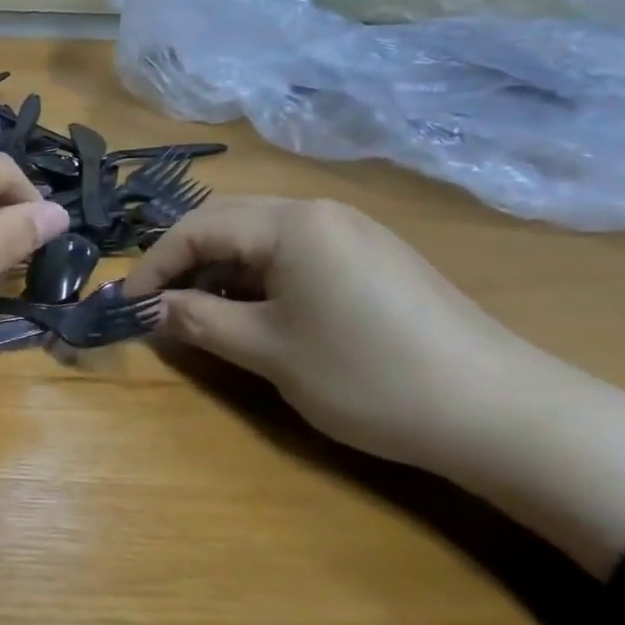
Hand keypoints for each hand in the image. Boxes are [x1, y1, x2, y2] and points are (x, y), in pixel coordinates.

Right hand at [126, 198, 624, 574]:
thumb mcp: (268, 351)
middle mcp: (321, 212)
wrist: (498, 411)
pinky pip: (297, 255)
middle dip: (185, 262)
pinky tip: (260, 316)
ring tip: (204, 316)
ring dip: (223, 272)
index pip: (198, 228)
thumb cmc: (367, 376)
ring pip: (262, 239)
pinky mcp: (374, 260)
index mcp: (292, 223)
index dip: (154, 266)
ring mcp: (353, 234)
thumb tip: (154, 308)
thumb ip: (200, 321)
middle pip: (228, 223)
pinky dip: (261, 280)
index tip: (127, 306)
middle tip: (160, 307)